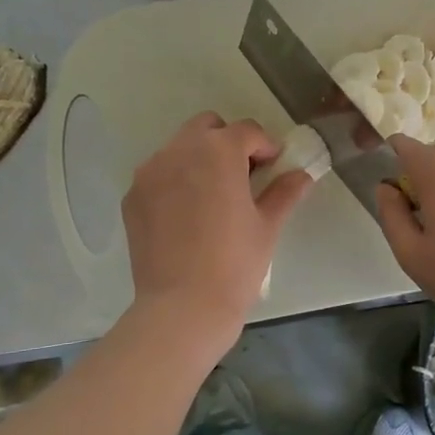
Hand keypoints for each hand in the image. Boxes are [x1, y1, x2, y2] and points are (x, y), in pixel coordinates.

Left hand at [123, 113, 315, 335]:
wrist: (182, 307)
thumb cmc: (235, 264)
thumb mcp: (267, 226)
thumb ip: (284, 192)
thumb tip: (302, 176)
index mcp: (218, 152)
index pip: (247, 131)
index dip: (265, 146)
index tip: (274, 167)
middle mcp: (179, 151)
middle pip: (207, 128)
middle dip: (228, 143)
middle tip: (243, 176)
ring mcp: (150, 173)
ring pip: (179, 148)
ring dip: (199, 159)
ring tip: (213, 196)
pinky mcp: (132, 197)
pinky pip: (158, 175)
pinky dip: (175, 182)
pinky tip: (187, 216)